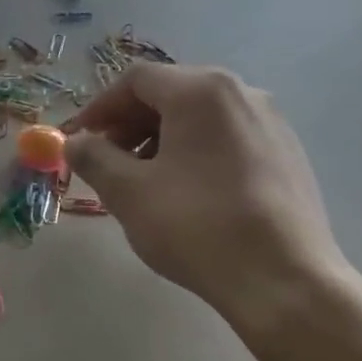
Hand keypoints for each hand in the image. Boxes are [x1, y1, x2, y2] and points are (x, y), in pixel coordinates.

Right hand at [63, 65, 348, 336]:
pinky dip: (193, 152)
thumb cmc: (196, 226)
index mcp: (201, 91)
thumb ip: (93, 157)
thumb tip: (74, 142)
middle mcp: (242, 93)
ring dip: (159, 139)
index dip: (99, 107)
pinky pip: (226, 138)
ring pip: (199, 117)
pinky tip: (184, 192)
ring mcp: (271, 123)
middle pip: (170, 93)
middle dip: (129, 123)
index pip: (136, 80)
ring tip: (141, 181)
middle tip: (105, 160)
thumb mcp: (127, 192)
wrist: (283, 280)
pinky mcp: (287, 154)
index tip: (78, 139)